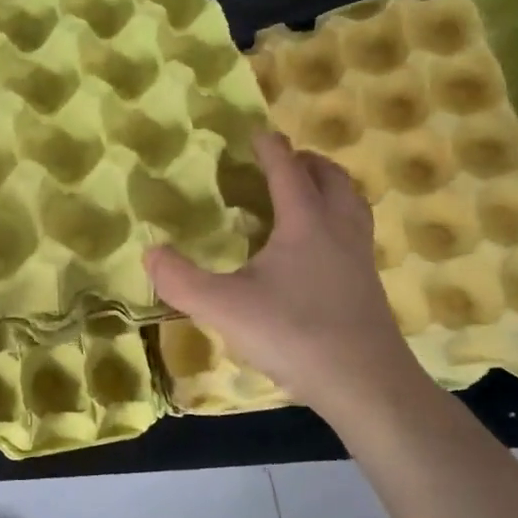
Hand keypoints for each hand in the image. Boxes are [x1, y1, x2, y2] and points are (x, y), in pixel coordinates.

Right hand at [145, 131, 427, 416]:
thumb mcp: (224, 308)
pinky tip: (318, 249)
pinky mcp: (368, 286)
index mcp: (305, 222)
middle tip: (284, 161)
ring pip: (352, 203)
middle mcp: (338, 229)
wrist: (367, 385)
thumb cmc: (295, 334)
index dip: (270, 148)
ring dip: (329, 188)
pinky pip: (355, 233)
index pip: (287, 170)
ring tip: (305, 195)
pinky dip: (337, 221)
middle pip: (331, 178)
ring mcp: (359, 258)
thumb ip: (181, 280)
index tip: (257, 133)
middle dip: (307, 162)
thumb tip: (150, 252)